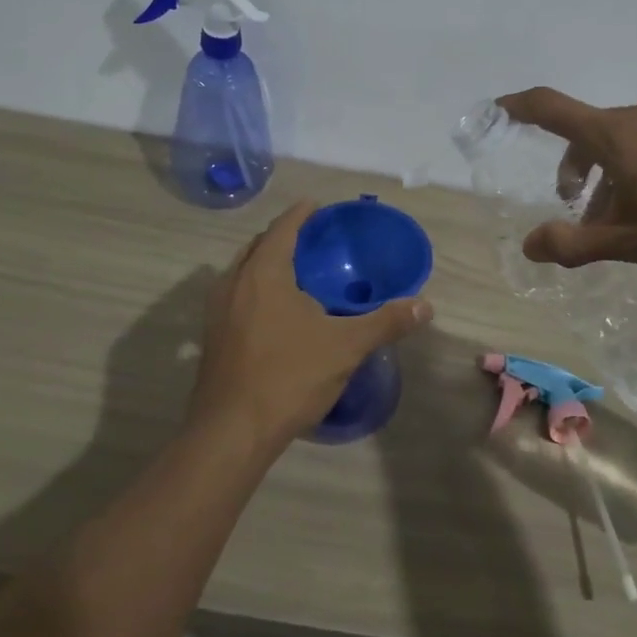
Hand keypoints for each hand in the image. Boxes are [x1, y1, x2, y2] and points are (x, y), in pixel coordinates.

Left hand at [191, 202, 432, 450]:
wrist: (232, 431)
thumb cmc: (289, 376)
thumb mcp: (346, 347)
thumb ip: (385, 322)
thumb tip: (425, 306)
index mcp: (263, 273)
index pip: (282, 228)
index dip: (301, 214)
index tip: (317, 205)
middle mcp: (233, 283)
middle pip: (257, 246)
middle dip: (282, 237)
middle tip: (310, 239)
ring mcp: (216, 311)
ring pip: (242, 272)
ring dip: (265, 263)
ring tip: (295, 272)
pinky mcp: (212, 338)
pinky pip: (235, 297)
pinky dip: (255, 290)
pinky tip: (275, 313)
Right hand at [498, 88, 636, 274]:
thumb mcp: (629, 241)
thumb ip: (575, 243)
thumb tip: (530, 245)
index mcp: (613, 136)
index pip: (551, 108)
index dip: (518, 106)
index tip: (496, 109)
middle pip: (587, 133)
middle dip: (573, 170)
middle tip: (579, 212)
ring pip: (620, 142)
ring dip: (607, 176)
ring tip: (622, 221)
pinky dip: (635, 170)